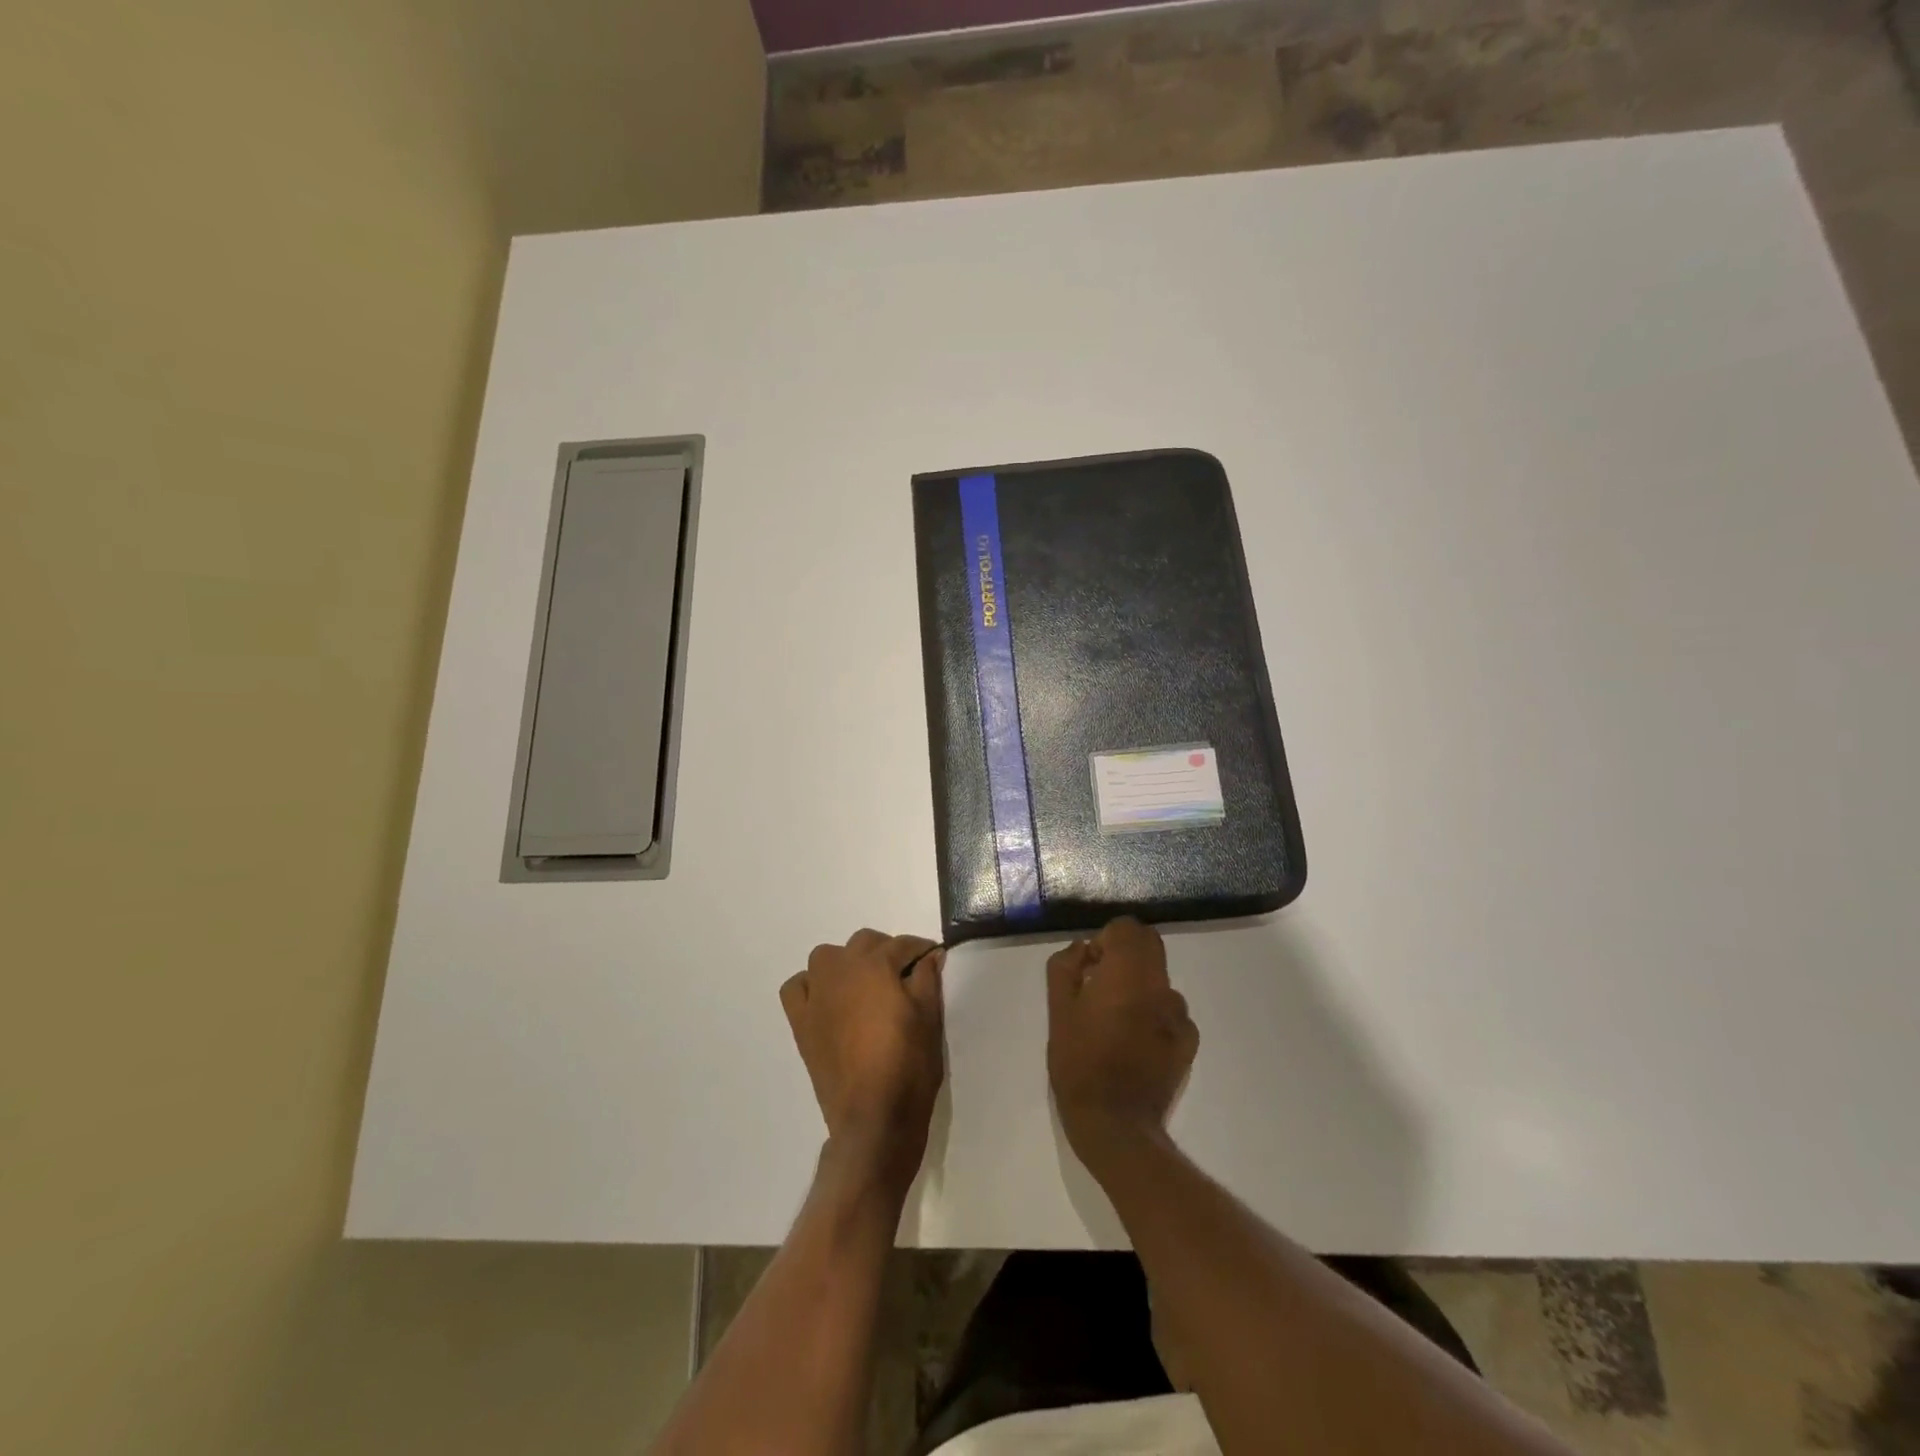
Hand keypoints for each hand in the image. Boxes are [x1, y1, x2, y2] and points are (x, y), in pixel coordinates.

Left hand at [781, 930, 945, 1201]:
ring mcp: (816, 995)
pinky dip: (812, 985)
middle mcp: (841, 970)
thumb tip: (930, 955)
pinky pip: (797, 987)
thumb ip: (928, 978)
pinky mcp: (801, 1021)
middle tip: (905, 974)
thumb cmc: (908, 1064)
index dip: (921, 950)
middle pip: (864, 943)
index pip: (902, 945)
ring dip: (848, 963)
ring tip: (867, 985)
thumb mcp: (929, 1017)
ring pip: (828, 958)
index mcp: (875, 965)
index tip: (934, 958)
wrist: (873, 1117)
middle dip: (886, 951)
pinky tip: (828, 999)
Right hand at [1047, 918, 1198, 1168]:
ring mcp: (1179, 1016)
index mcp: (1128, 973)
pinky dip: (1154, 1015)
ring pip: (1160, 980)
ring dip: (1140, 986)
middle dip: (1125, 955)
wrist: (1116, 1125)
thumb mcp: (1057, 1012)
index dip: (1105, 939)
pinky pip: (1171, 1012)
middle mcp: (1160, 986)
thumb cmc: (1079, 1063)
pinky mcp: (1189, 1043)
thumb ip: (1066, 968)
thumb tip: (1083, 949)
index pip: (1127, 928)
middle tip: (1100, 985)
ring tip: (1115, 1020)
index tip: (1089, 966)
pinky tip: (1135, 1042)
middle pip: (1150, 946)